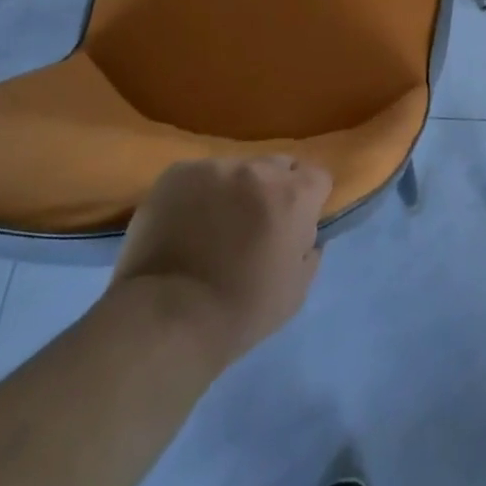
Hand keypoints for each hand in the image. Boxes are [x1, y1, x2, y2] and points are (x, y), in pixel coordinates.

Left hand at [111, 156, 331, 362]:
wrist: (167, 318)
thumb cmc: (241, 311)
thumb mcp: (296, 290)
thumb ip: (309, 250)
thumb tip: (304, 233)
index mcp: (294, 195)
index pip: (318, 178)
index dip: (309, 202)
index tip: (293, 226)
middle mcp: (259, 170)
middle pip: (278, 166)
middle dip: (273, 190)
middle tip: (253, 225)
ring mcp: (216, 167)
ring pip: (236, 170)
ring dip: (233, 191)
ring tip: (212, 226)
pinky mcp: (178, 172)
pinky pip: (199, 175)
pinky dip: (198, 194)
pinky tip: (184, 224)